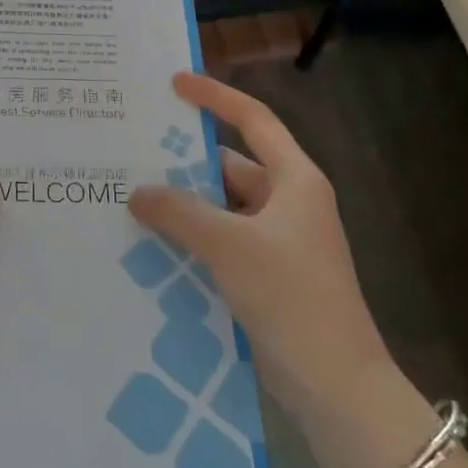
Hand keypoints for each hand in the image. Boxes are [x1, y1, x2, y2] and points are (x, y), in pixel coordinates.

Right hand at [129, 73, 389, 406]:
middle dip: (184, 163)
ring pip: (221, 208)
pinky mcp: (266, 274)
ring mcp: (278, 241)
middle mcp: (288, 203)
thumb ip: (179, 212)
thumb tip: (137, 192)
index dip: (215, 96)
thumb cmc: (291, 296)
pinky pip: (221, 241)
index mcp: (294, 180)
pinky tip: (152, 245)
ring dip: (184, 206)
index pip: (253, 120)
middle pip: (230, 166)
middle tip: (133, 154)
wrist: (336, 384)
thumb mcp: (229, 246)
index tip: (175, 83)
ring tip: (131, 200)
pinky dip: (191, 239)